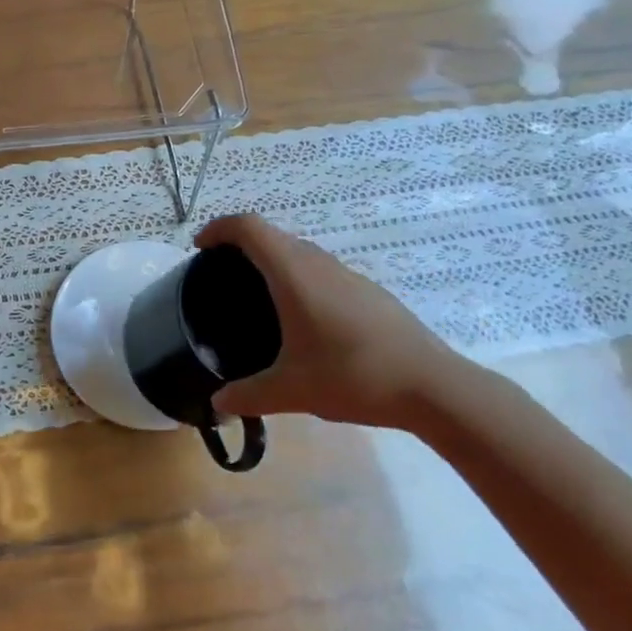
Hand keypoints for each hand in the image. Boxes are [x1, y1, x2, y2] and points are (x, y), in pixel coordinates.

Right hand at [199, 213, 470, 429]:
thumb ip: (248, 395)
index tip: (200, 248)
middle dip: (241, 244)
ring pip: (300, 251)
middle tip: (221, 274)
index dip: (219, 228)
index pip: (249, 228)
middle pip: (273, 235)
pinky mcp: (369, 292)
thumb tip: (217, 402)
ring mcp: (348, 275)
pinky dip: (299, 277)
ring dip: (273, 259)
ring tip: (258, 296)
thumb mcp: (292, 391)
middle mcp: (319, 263)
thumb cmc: (353, 376)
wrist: (432, 386)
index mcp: (294, 274)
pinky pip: (321, 270)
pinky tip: (304, 319)